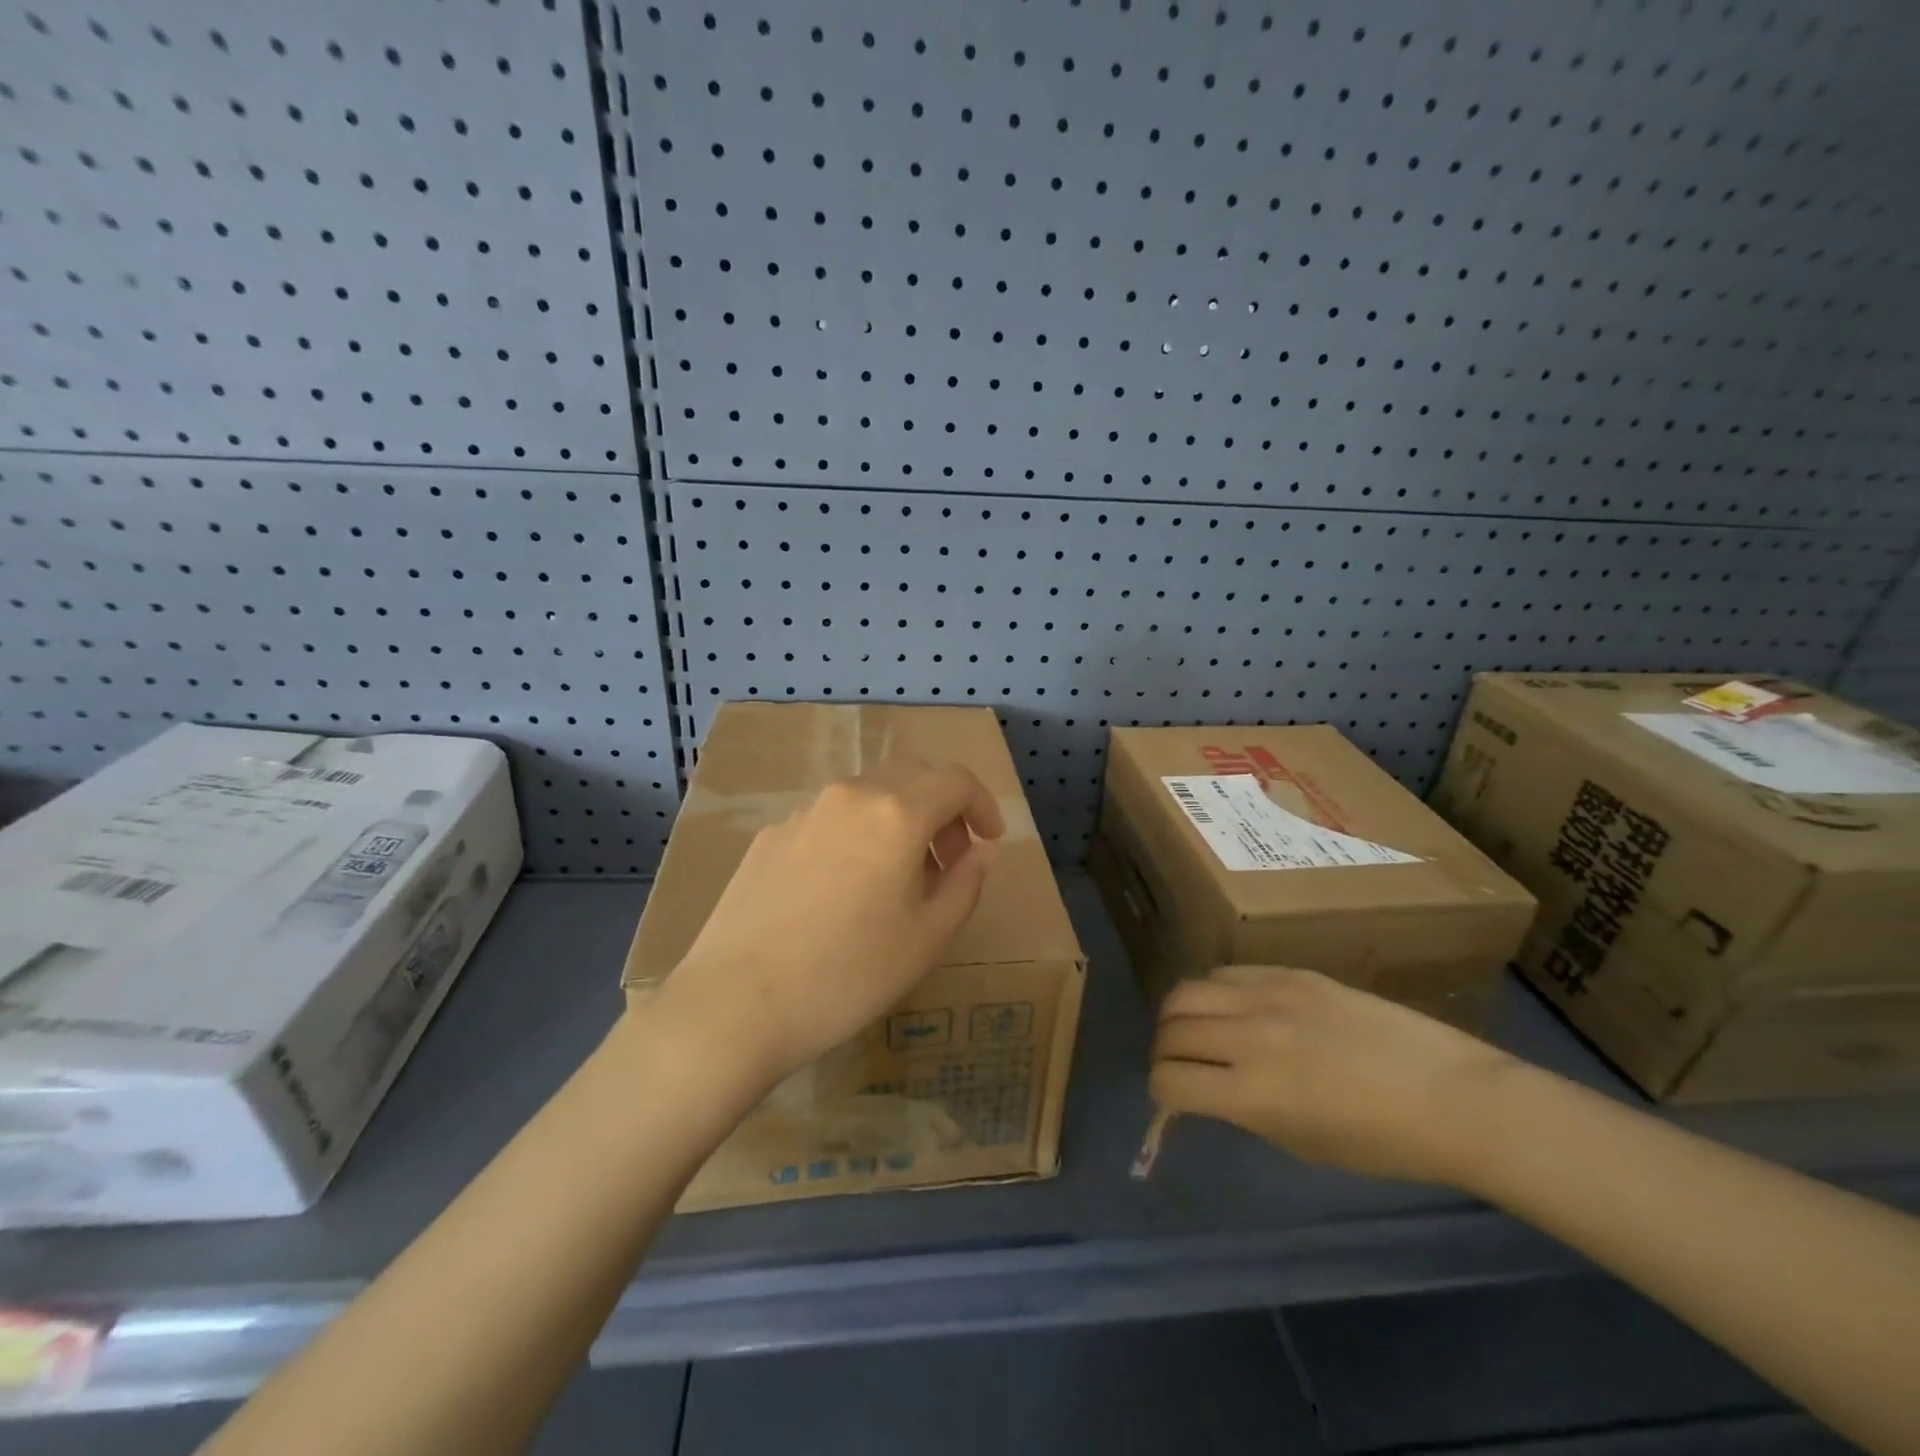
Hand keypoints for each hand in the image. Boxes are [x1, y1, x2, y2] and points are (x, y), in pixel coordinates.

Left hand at [652, 759, 1004, 1089]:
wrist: (734, 1004)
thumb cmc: (847, 975)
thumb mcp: (928, 938)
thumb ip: (965, 883)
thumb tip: (979, 851)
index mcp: (896, 813)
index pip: (955, 780)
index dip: (982, 805)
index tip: (988, 841)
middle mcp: (850, 796)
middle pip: (911, 776)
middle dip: (942, 807)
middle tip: (948, 859)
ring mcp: (803, 812)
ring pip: (868, 794)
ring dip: (898, 819)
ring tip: (897, 878)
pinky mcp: (770, 835)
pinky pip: (830, 818)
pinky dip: (856, 833)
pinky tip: (843, 889)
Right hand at [1149, 966, 1518, 1185]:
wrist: (1453, 1096)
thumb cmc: (1384, 1143)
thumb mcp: (1302, 1143)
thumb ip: (1245, 1110)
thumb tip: (1209, 1087)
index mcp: (1254, 1094)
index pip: (1169, 1080)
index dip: (1162, 1093)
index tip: (1174, 1098)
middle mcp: (1250, 1038)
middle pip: (1170, 1030)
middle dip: (1164, 1052)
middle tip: (1181, 1063)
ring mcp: (1270, 997)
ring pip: (1186, 991)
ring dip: (1179, 1016)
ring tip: (1198, 1029)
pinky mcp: (1291, 972)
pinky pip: (1228, 973)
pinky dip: (1216, 992)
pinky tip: (1236, 1008)